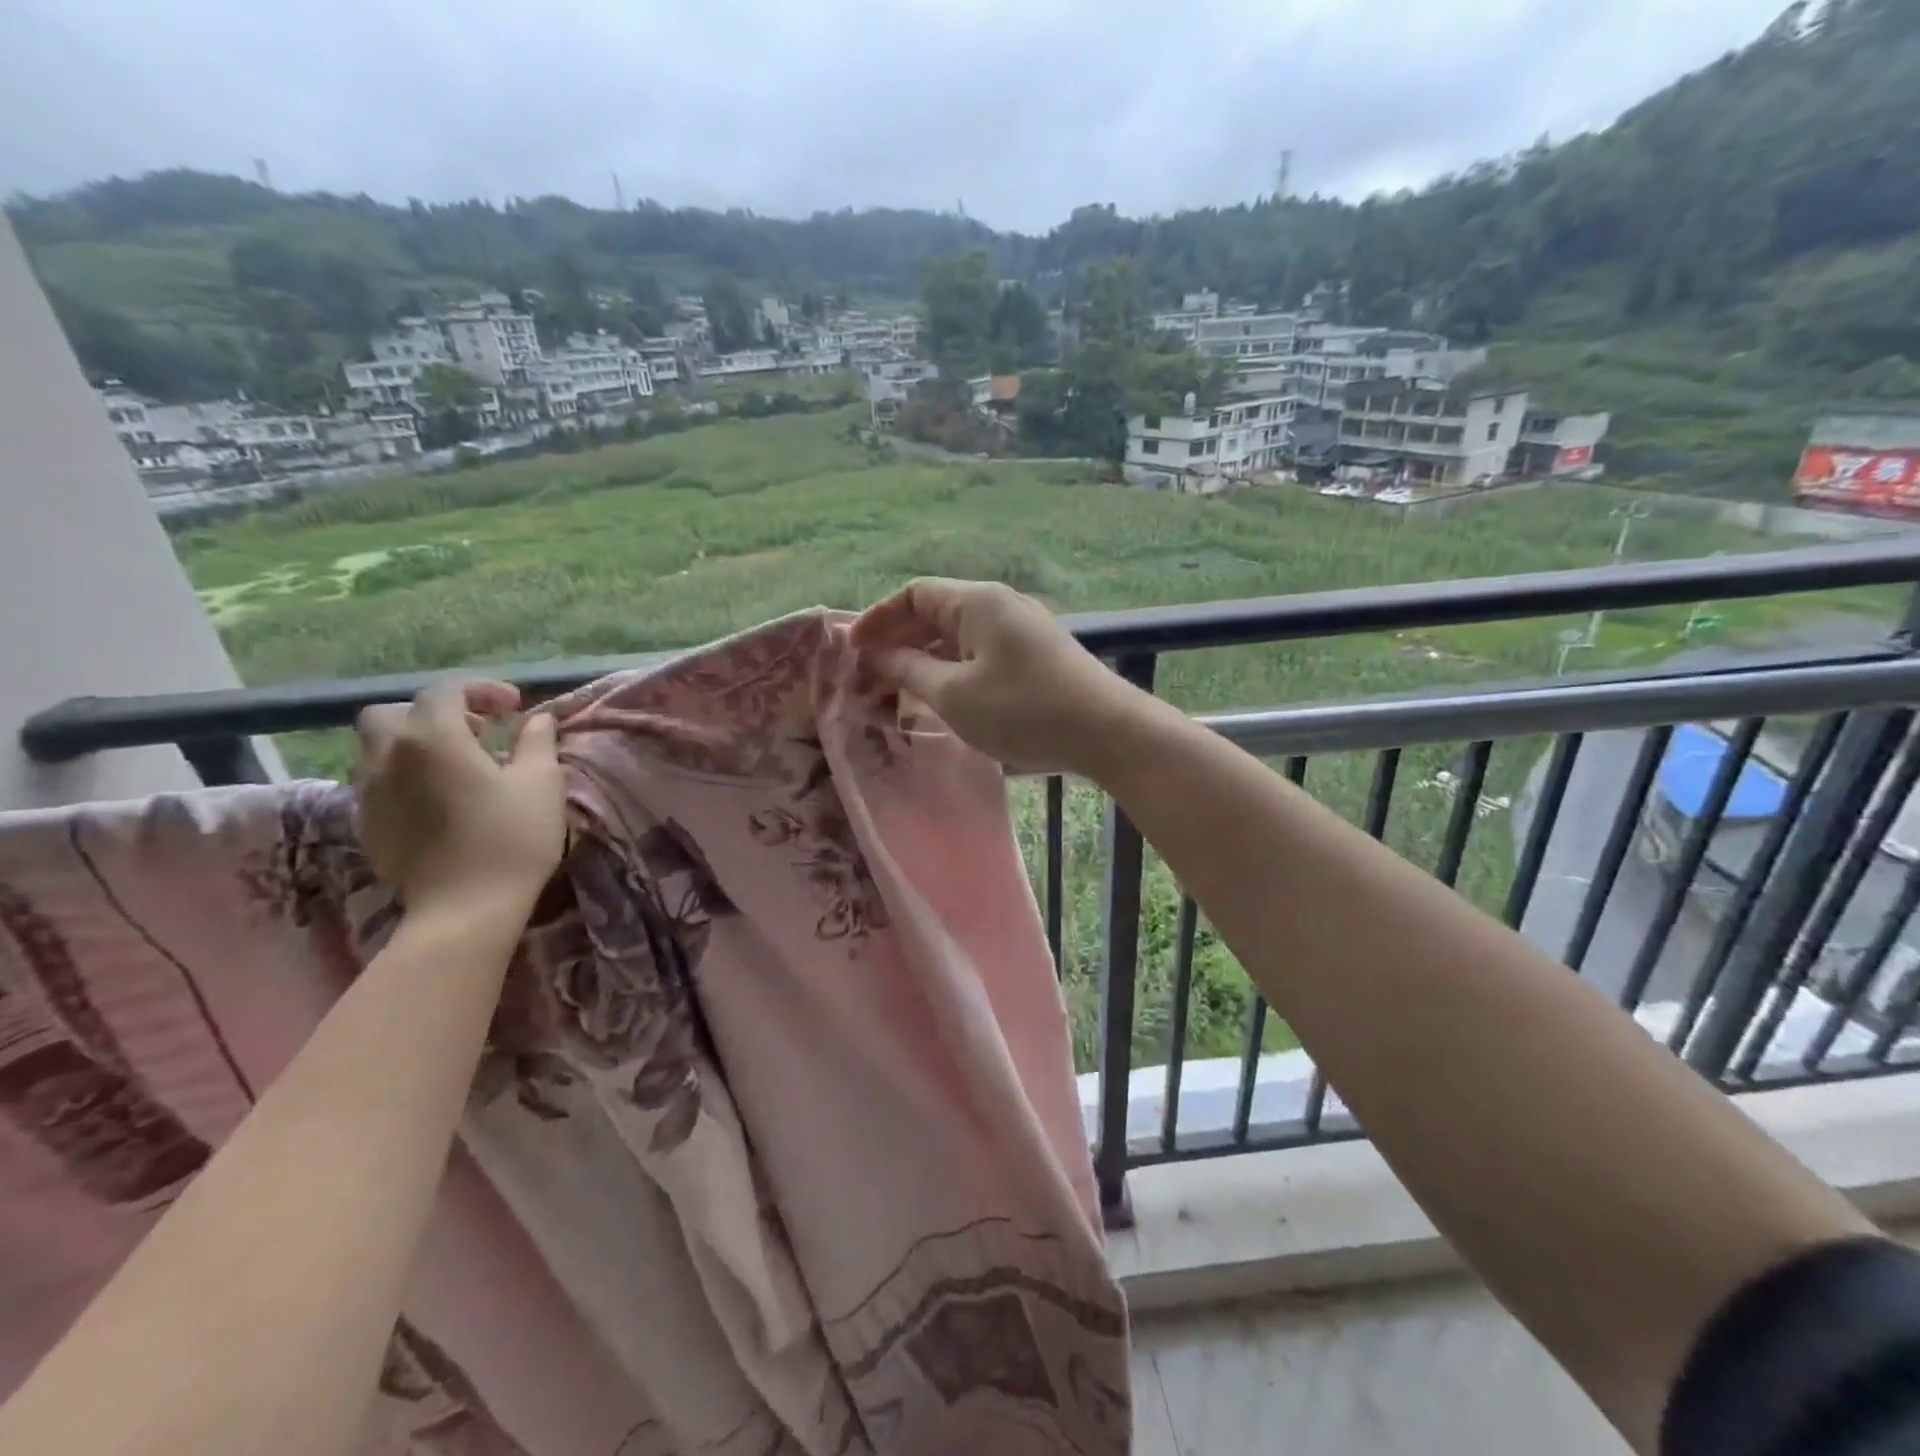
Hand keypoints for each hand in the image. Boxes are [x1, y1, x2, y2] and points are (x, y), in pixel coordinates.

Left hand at [354, 680, 565, 915]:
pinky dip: (405, 775)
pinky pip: (377, 782)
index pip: (446, 690)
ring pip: (378, 747)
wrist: (466, 907)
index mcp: (433, 737)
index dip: (482, 689)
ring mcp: (370, 791)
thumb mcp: (541, 782)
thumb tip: (537, 719)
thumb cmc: (512, 837)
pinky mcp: (367, 823)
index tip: (515, 708)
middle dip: (434, 713)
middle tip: (476, 733)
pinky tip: (439, 799)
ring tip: (457, 766)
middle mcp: (389, 755)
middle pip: (394, 713)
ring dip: (415, 744)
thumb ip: (537, 741)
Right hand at [851, 579, 1142, 774]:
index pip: (914, 593)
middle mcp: (999, 605)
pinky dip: (953, 669)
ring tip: (898, 691)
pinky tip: (942, 697)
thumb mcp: (955, 695)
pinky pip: (981, 652)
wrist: (1107, 732)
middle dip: (899, 640)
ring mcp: (1021, 629)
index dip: (878, 618)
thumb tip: (878, 655)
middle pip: (936, 612)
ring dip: (925, 658)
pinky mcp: (1036, 655)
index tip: (852, 650)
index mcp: (977, 601)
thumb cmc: (1023, 710)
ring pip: (959, 635)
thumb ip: (909, 671)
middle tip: (869, 675)